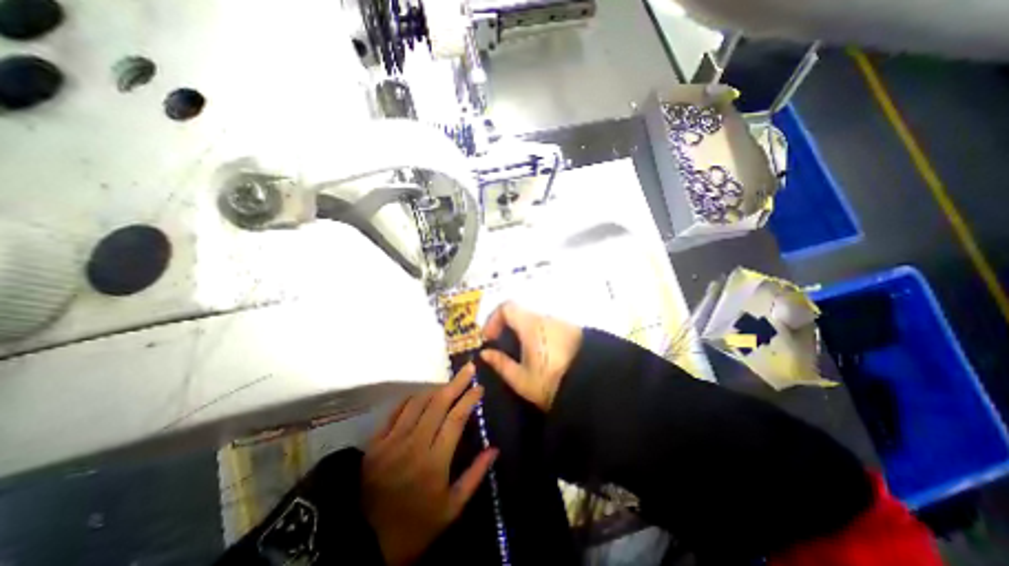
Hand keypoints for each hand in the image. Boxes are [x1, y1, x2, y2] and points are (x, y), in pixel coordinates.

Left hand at [363, 364, 494, 565]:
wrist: (363, 544)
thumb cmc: (415, 526)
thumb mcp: (451, 509)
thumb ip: (475, 476)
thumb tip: (494, 449)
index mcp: (435, 461)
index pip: (456, 418)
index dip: (469, 399)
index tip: (479, 387)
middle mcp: (414, 443)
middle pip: (438, 403)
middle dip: (456, 382)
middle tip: (468, 368)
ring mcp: (392, 441)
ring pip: (417, 402)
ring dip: (435, 388)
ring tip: (448, 383)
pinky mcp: (375, 443)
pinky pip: (395, 411)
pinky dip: (410, 399)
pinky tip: (420, 396)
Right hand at [481, 303, 584, 408]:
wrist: (593, 387)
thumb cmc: (552, 383)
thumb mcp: (521, 379)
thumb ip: (500, 363)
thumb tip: (485, 353)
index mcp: (531, 325)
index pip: (507, 307)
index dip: (493, 319)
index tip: (490, 338)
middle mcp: (546, 318)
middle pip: (520, 313)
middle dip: (506, 328)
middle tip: (502, 348)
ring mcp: (560, 323)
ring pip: (533, 321)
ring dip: (521, 332)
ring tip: (520, 355)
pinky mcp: (571, 331)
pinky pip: (546, 327)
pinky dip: (536, 335)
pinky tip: (539, 356)